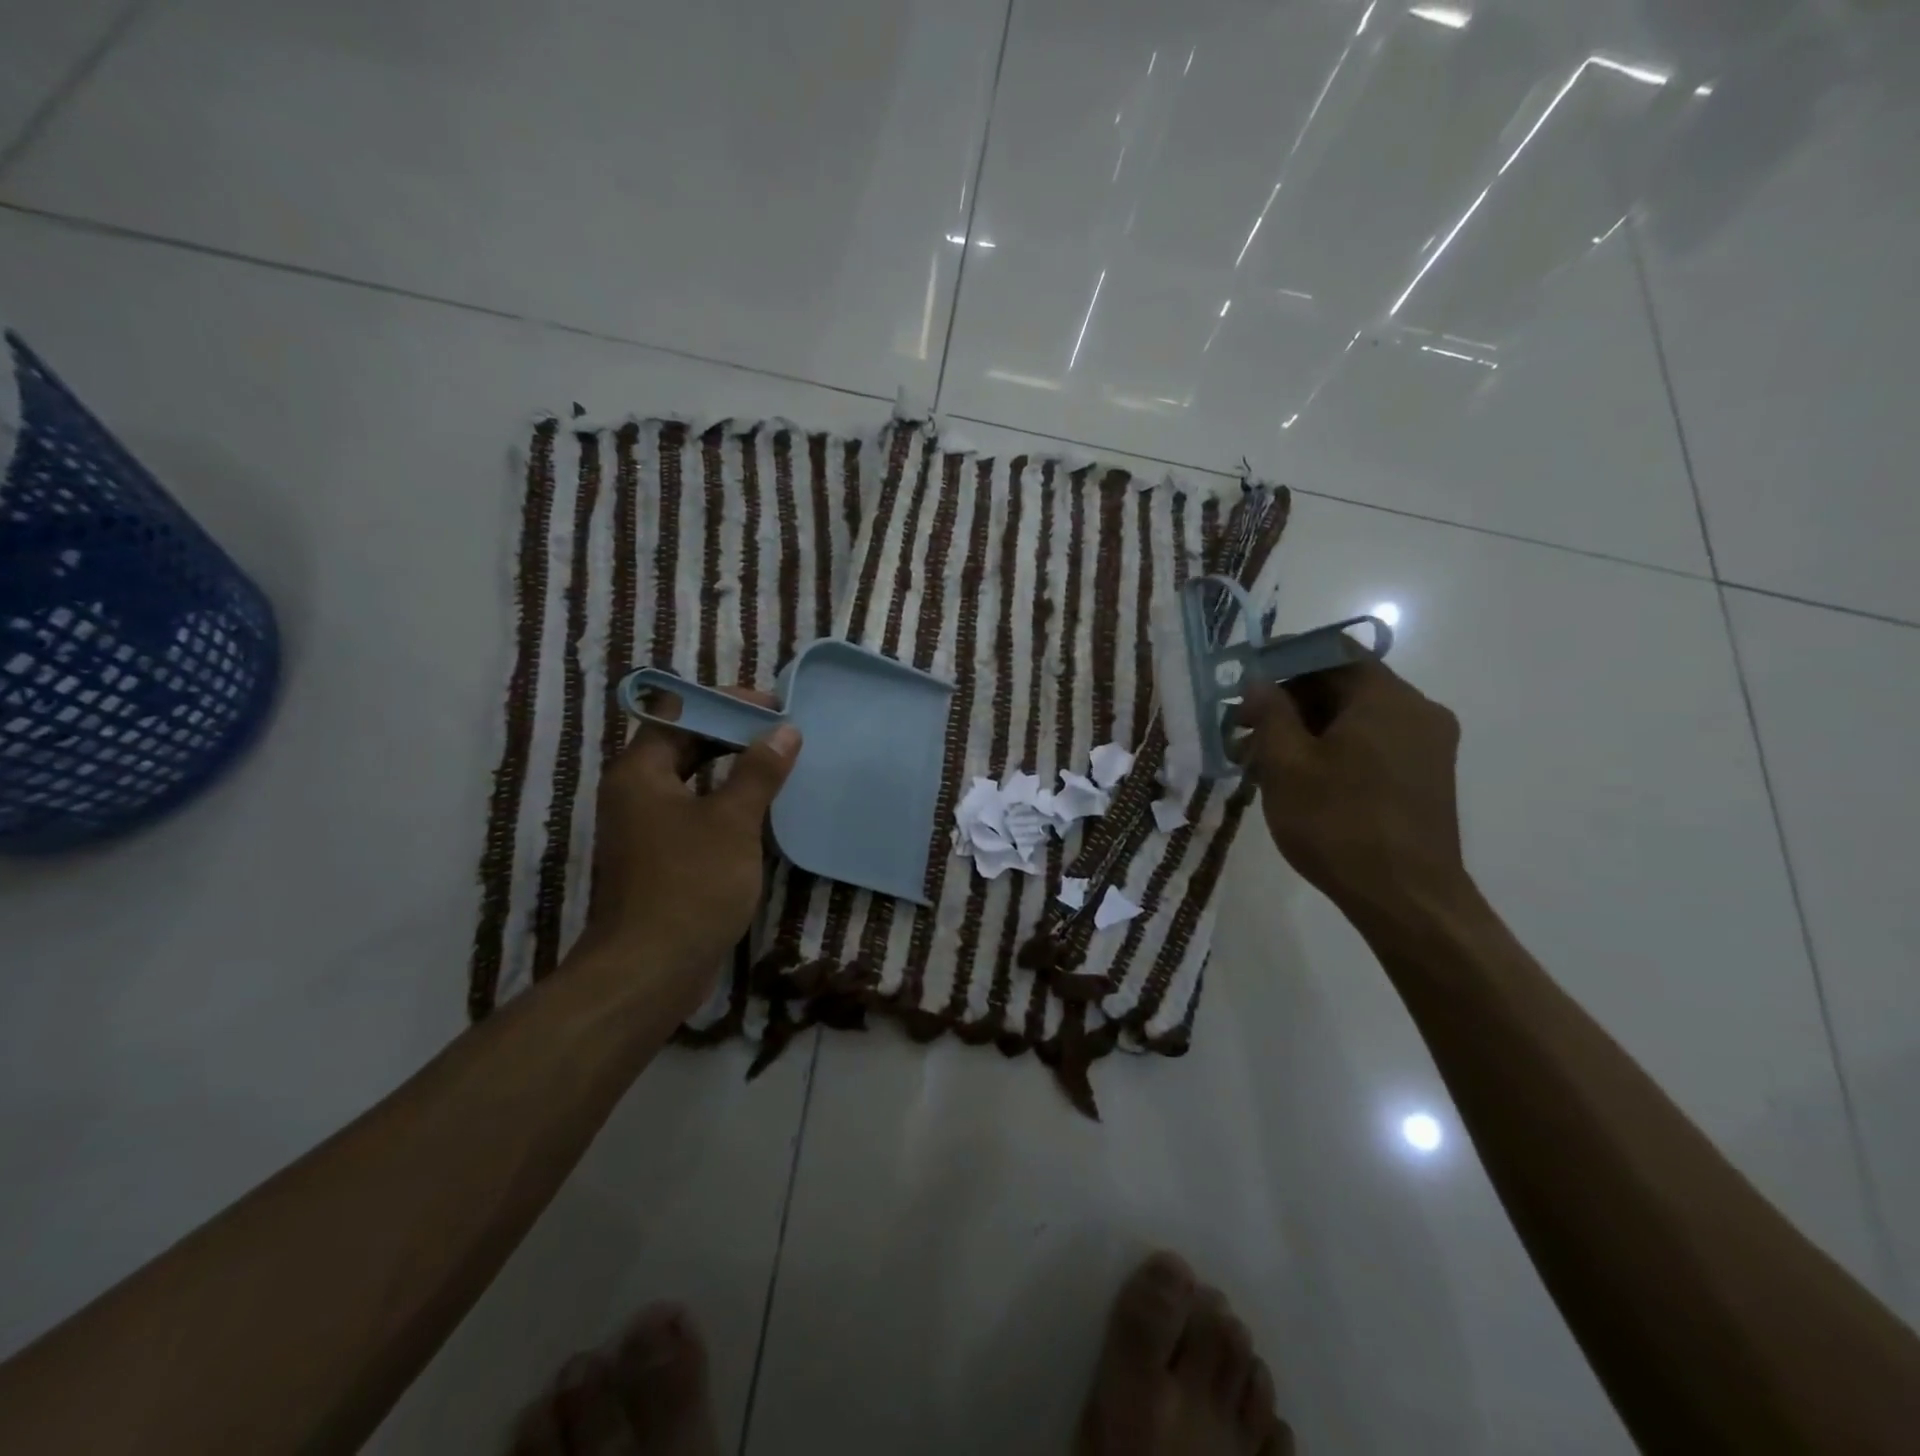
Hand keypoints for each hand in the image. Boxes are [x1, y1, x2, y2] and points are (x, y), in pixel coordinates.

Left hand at [578, 689, 801, 1017]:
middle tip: (783, 733)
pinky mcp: (661, 858)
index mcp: (640, 772)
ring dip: (733, 768)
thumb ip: (758, 771)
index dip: (726, 703)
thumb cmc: (690, 885)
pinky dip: (726, 802)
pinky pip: (695, 812)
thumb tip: (784, 731)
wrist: (650, 971)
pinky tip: (763, 809)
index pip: (679, 712)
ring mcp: (646, 828)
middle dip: (733, 734)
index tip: (774, 707)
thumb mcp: (732, 822)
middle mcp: (635, 792)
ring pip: (692, 780)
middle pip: (684, 744)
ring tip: (780, 763)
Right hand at [1234, 657, 1465, 917]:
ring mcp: (1427, 745)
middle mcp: (1416, 710)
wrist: (1407, 899)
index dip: (1283, 658)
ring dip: (1308, 727)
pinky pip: (1374, 742)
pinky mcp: (1426, 776)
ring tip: (1262, 758)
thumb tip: (1259, 681)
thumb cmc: (1339, 825)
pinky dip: (1335, 747)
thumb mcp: (1286, 765)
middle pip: (1344, 683)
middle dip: (1290, 700)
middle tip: (1244, 727)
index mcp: (1385, 698)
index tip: (1245, 680)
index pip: (1330, 651)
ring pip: (1357, 717)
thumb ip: (1270, 714)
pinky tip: (1301, 776)